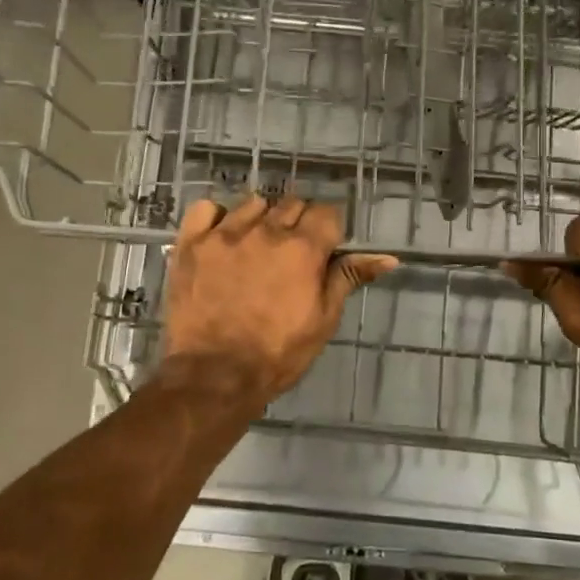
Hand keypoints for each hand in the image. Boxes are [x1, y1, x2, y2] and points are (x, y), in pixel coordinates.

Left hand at [159, 195, 397, 403]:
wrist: (213, 376)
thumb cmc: (277, 354)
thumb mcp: (323, 319)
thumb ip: (349, 279)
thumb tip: (387, 258)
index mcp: (303, 249)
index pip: (328, 213)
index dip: (330, 230)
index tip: (325, 249)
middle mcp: (266, 231)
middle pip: (292, 204)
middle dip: (299, 223)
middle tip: (293, 254)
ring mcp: (225, 234)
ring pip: (254, 203)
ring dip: (262, 218)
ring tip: (258, 246)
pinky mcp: (192, 243)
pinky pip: (207, 209)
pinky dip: (217, 218)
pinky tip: (222, 237)